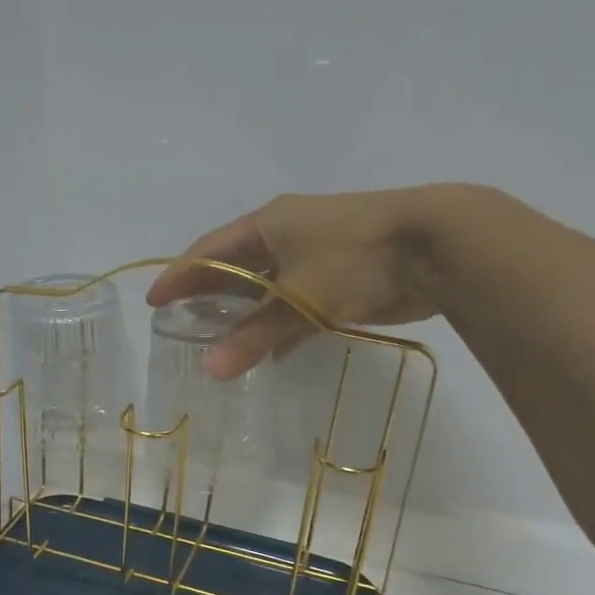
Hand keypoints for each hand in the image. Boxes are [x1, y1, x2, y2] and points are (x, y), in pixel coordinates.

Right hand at [144, 184, 500, 378]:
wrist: (439, 246)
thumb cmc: (355, 259)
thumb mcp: (298, 298)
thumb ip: (253, 336)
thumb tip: (209, 370)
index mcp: (268, 224)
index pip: (209, 250)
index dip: (179, 275)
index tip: (155, 301)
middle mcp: (287, 234)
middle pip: (235, 266)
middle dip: (208, 293)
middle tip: (181, 321)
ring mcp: (315, 254)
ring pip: (267, 286)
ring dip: (244, 312)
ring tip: (217, 340)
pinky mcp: (341, 276)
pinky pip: (296, 302)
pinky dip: (279, 324)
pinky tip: (269, 352)